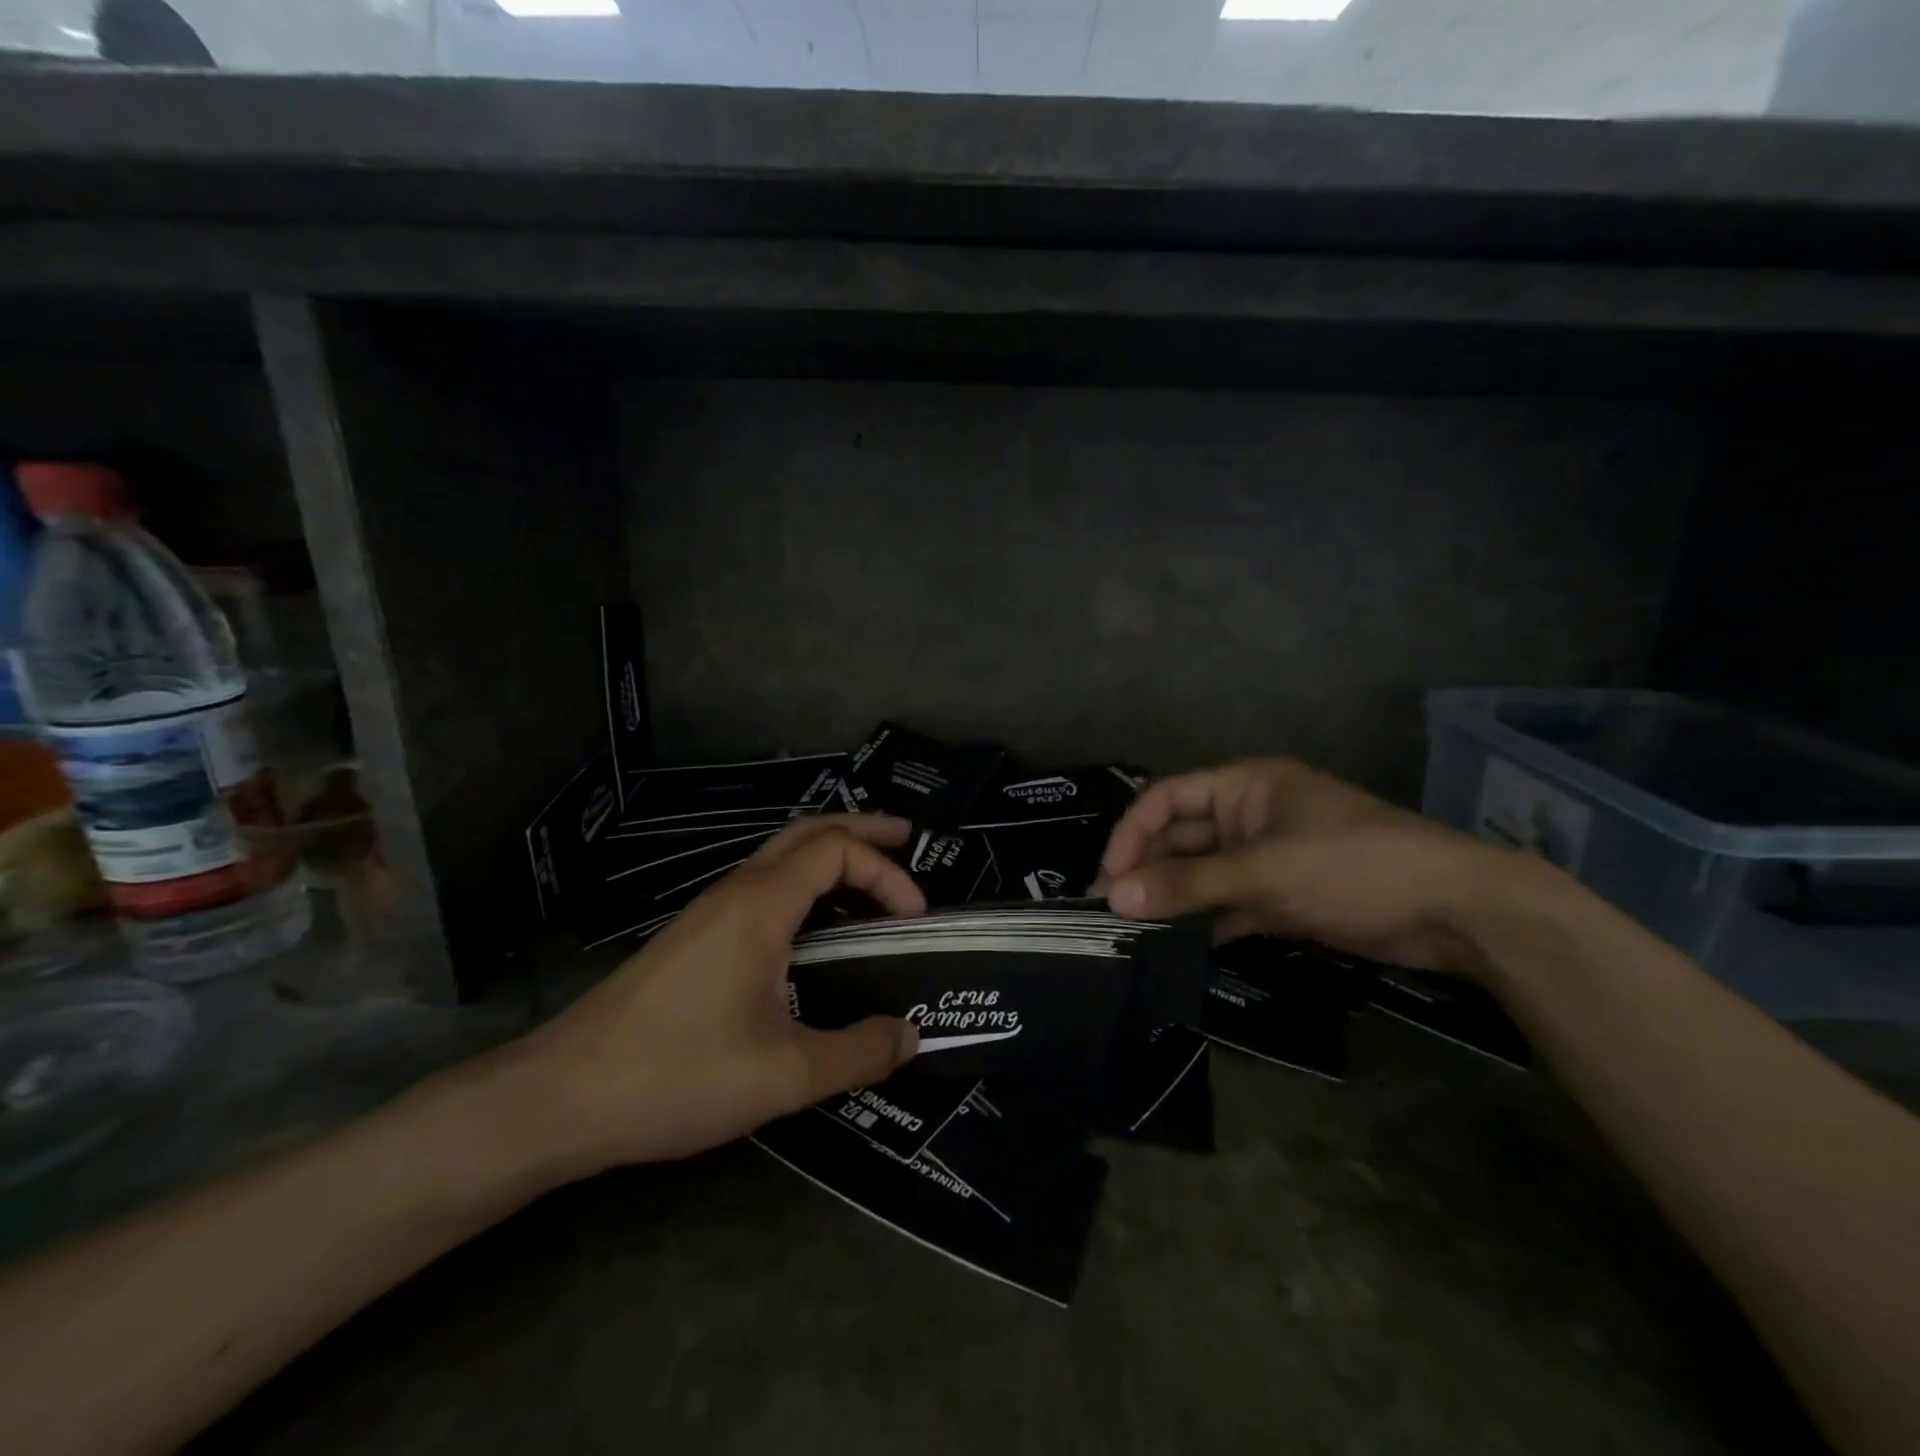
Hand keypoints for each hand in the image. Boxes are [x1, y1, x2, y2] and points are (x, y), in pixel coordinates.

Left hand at [502, 815, 926, 1178]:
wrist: (558, 1098)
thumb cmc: (676, 1075)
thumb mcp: (783, 1074)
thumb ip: (856, 1052)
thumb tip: (911, 1036)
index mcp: (760, 905)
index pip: (836, 850)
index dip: (886, 872)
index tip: (917, 916)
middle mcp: (735, 892)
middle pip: (807, 831)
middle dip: (862, 829)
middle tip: (907, 838)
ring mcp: (708, 912)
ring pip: (779, 856)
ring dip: (829, 854)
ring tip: (869, 877)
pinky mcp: (693, 938)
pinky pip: (761, 886)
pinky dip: (803, 883)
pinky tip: (811, 924)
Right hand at [1100, 759, 1530, 977]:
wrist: (1454, 910)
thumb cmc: (1352, 865)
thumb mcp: (1264, 870)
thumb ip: (1188, 884)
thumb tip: (1114, 897)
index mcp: (1244, 786)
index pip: (1167, 799)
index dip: (1132, 833)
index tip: (1107, 877)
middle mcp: (1249, 815)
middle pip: (1181, 838)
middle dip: (1148, 870)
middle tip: (1113, 912)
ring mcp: (1267, 857)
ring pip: (1203, 874)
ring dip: (1173, 898)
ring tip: (1136, 933)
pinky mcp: (1284, 896)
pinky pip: (1229, 903)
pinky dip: (1207, 921)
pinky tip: (1181, 945)